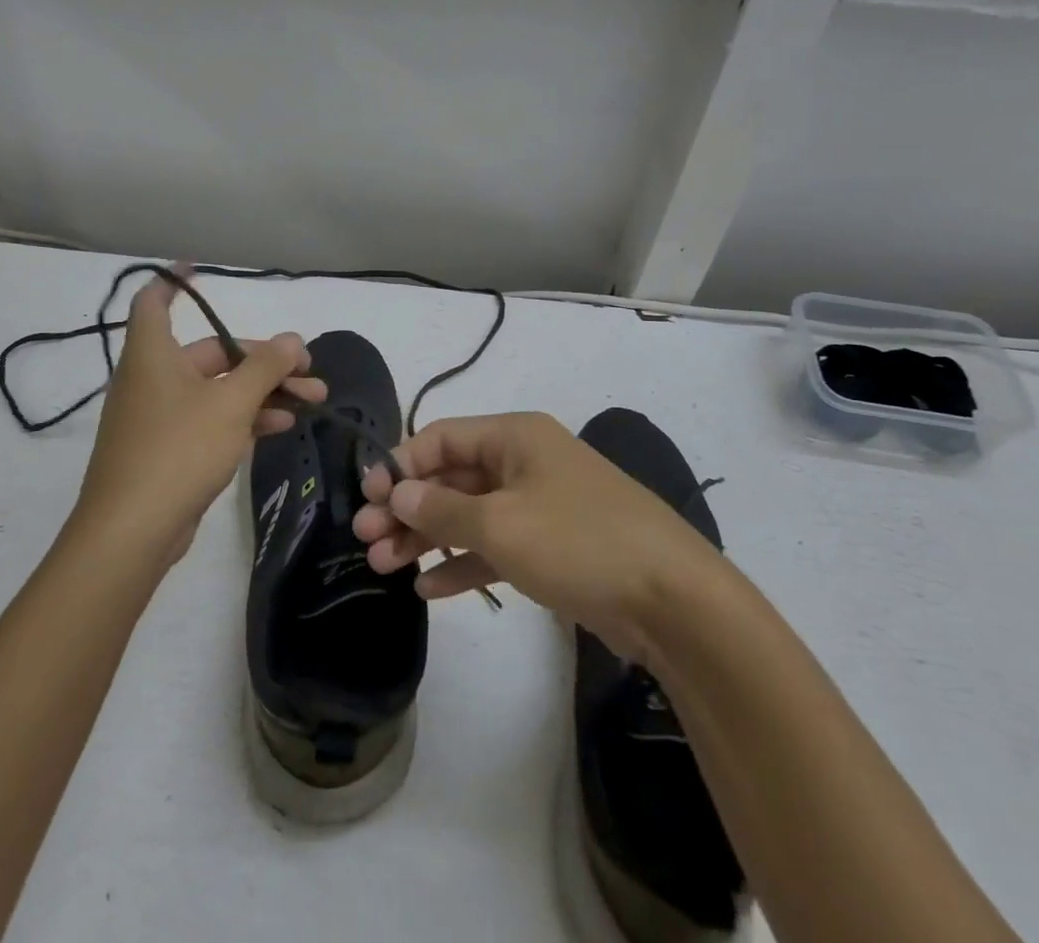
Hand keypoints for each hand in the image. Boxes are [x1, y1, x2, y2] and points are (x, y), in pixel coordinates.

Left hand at [71, 267, 326, 566]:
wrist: (132, 533)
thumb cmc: (177, 450)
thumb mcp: (231, 403)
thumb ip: (265, 367)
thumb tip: (293, 338)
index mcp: (154, 354)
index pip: (154, 301)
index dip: (173, 281)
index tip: (198, 268)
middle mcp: (153, 378)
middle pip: (212, 352)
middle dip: (265, 360)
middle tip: (308, 370)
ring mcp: (161, 417)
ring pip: (219, 389)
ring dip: (264, 391)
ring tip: (313, 400)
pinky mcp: (170, 450)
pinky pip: (212, 419)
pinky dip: (245, 417)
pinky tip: (282, 425)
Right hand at [353, 412, 717, 659]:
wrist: (672, 601)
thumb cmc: (579, 542)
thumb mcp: (501, 524)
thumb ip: (443, 509)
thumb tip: (400, 493)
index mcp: (515, 436)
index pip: (441, 438)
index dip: (400, 464)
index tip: (366, 497)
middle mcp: (524, 462)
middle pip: (451, 477)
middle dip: (407, 507)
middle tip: (365, 539)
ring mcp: (539, 506)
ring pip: (468, 515)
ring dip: (427, 538)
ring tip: (383, 566)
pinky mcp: (551, 547)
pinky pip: (494, 546)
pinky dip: (462, 564)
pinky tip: (428, 589)